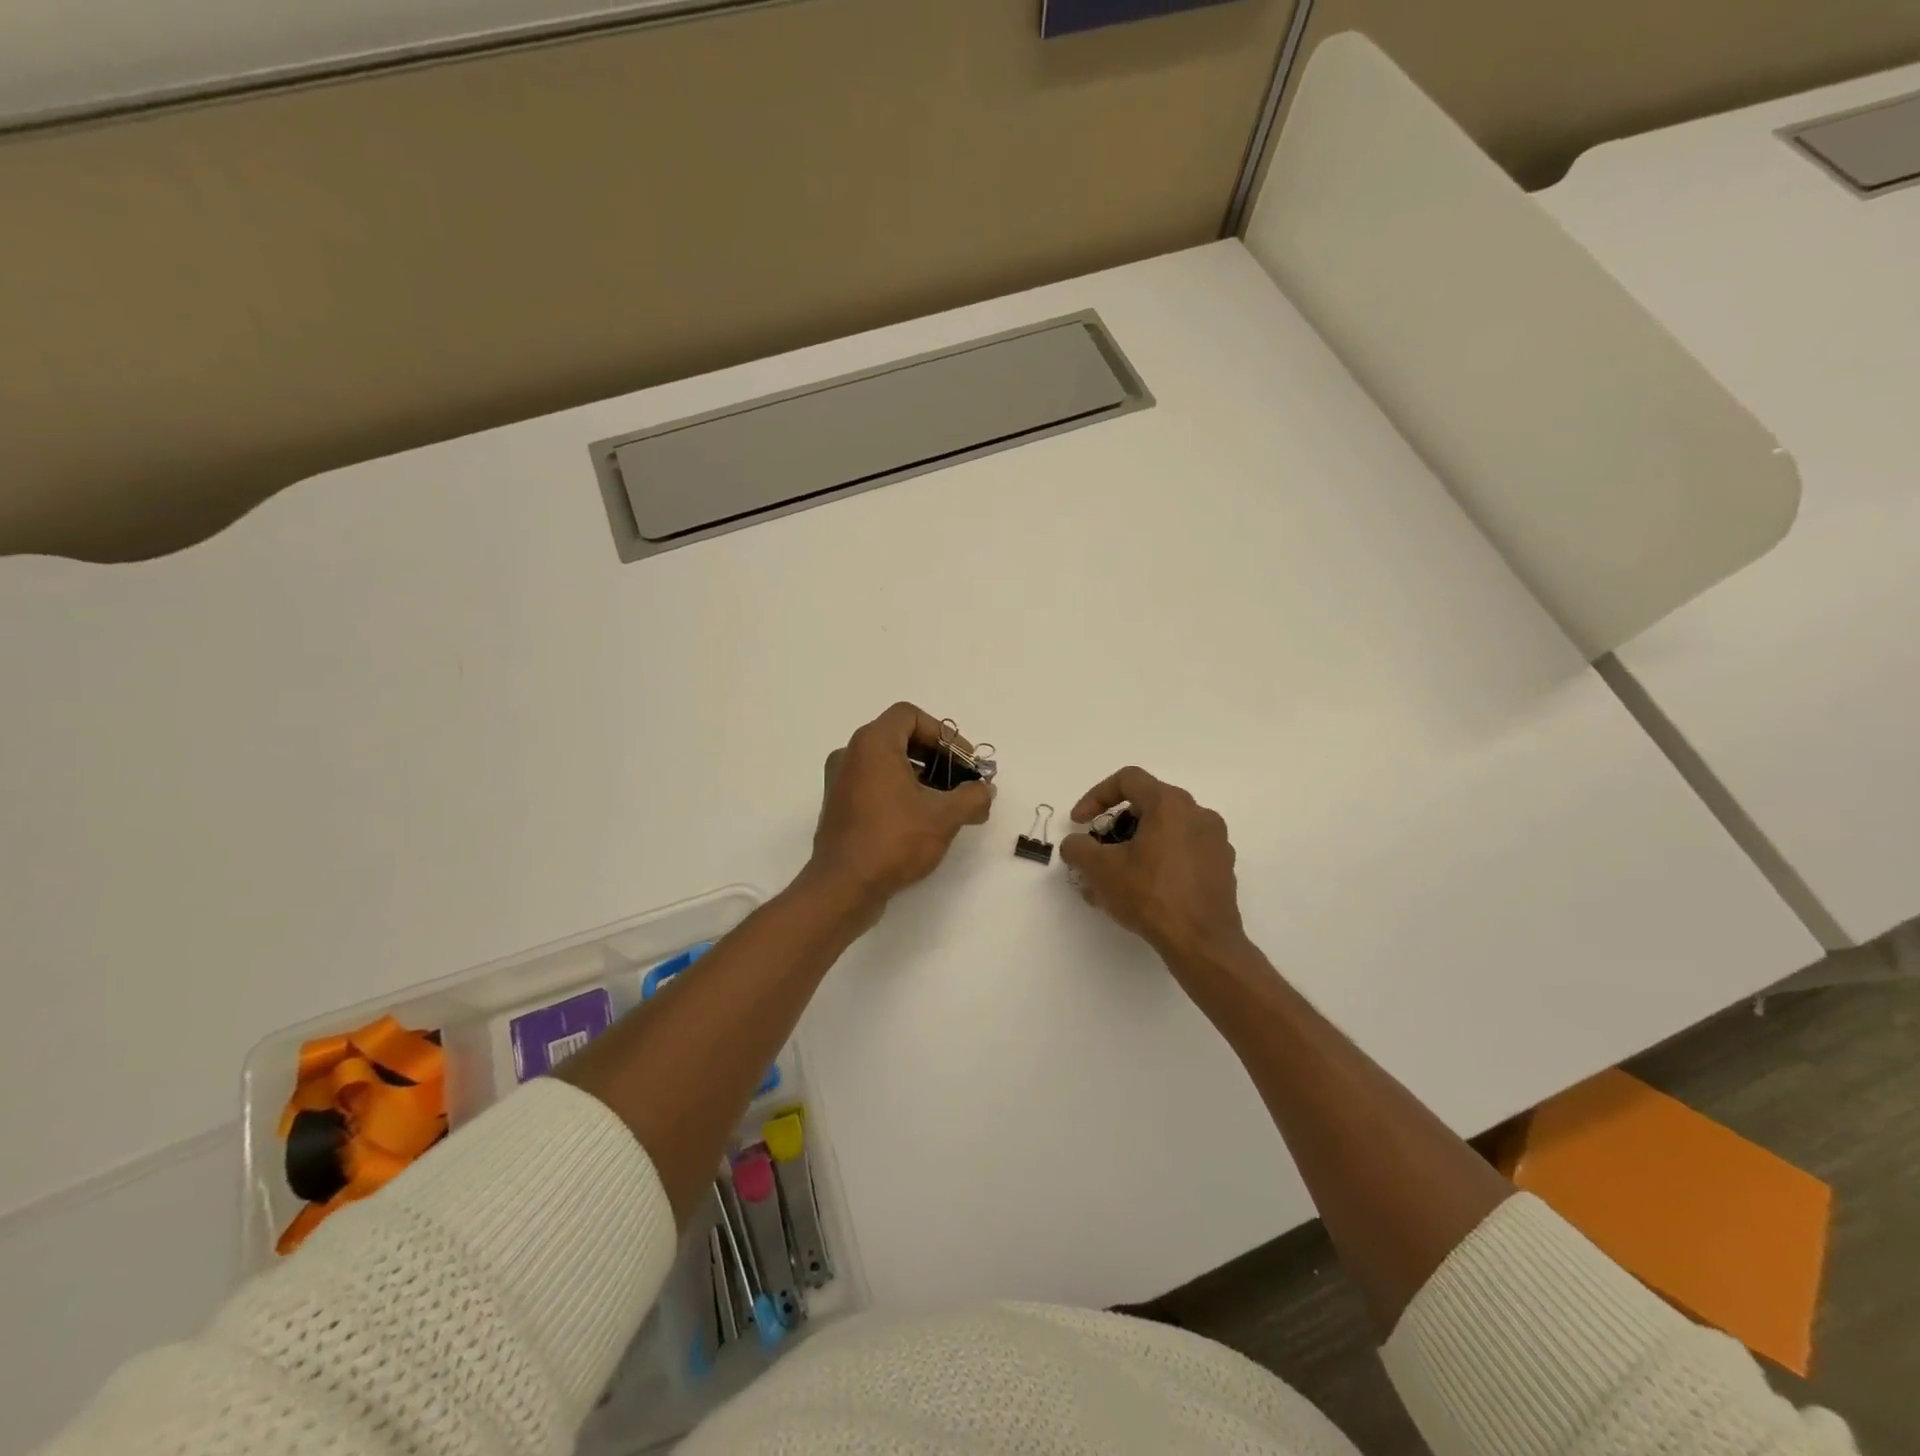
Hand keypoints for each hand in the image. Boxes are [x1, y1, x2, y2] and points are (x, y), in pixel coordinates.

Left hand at [804, 703, 993, 913]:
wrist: (843, 887)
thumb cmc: (893, 840)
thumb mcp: (944, 817)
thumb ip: (973, 796)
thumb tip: (985, 790)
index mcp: (872, 743)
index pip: (910, 716)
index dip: (943, 734)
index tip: (964, 762)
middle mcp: (851, 754)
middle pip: (900, 737)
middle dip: (936, 756)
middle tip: (962, 781)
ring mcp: (840, 781)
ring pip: (887, 762)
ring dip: (920, 775)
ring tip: (947, 803)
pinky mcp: (838, 806)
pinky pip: (874, 783)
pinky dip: (900, 790)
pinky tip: (922, 818)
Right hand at [1059, 766, 1248, 968]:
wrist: (1202, 942)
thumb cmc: (1150, 895)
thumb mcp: (1101, 869)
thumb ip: (1078, 848)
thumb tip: (1075, 844)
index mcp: (1170, 804)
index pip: (1128, 780)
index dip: (1096, 796)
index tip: (1081, 822)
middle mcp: (1198, 814)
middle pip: (1147, 805)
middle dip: (1115, 825)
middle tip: (1098, 850)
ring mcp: (1215, 841)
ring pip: (1166, 830)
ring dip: (1136, 845)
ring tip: (1116, 877)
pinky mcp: (1222, 868)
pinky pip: (1183, 852)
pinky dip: (1159, 861)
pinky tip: (1142, 891)